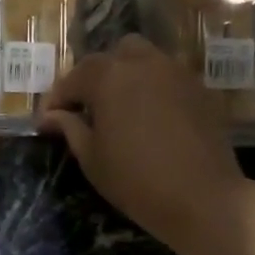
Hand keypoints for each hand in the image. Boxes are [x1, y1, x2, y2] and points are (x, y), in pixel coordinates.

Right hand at [39, 35, 243, 254]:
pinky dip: (154, 87)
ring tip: (121, 106)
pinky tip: (151, 116)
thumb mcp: (92, 158)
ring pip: (144, 58)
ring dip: (127, 74)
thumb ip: (70, 128)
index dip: (58, 98)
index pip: (74, 78)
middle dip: (95, 77)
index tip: (49, 118)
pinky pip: (169, 76)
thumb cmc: (137, 181)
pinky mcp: (200, 89)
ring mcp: (176, 72)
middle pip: (111, 56)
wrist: (204, 198)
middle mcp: (142, 63)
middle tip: (88, 107)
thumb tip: (50, 116)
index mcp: (109, 77)